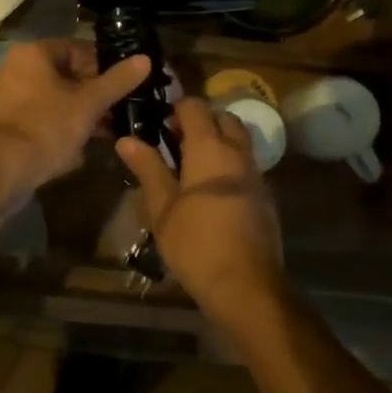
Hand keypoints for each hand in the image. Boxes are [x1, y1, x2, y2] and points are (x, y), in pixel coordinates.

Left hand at [0, 40, 150, 202]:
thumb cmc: (45, 128)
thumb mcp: (88, 104)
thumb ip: (117, 81)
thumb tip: (144, 59)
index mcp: (33, 54)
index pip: (78, 50)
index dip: (105, 68)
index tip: (125, 87)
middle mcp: (15, 68)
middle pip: (66, 75)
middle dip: (93, 94)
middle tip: (117, 112)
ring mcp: (6, 96)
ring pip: (54, 98)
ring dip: (79, 113)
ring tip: (104, 131)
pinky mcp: (3, 123)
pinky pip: (39, 117)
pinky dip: (59, 126)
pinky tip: (79, 147)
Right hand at [116, 97, 287, 322]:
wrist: (247, 286)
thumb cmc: (196, 244)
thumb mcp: (162, 208)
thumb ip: (148, 168)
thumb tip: (126, 139)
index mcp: (209, 147)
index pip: (195, 106)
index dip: (176, 109)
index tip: (159, 125)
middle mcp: (237, 152)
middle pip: (222, 117)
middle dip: (201, 121)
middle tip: (176, 143)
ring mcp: (255, 173)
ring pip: (238, 140)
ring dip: (218, 141)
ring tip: (192, 167)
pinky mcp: (265, 195)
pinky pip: (246, 164)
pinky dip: (230, 164)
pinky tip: (212, 191)